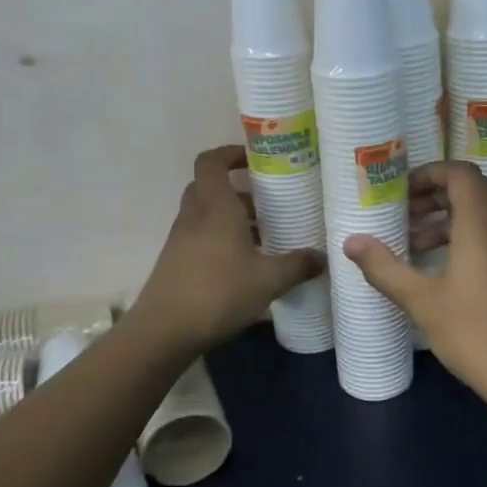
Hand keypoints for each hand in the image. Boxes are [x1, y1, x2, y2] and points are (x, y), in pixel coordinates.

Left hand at [128, 146, 323, 353]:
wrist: (164, 332)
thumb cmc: (218, 292)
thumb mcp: (268, 280)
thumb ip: (298, 265)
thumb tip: (322, 257)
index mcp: (215, 207)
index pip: (212, 162)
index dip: (231, 154)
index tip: (256, 160)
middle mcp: (194, 217)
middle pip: (210, 188)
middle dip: (238, 191)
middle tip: (267, 202)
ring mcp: (181, 241)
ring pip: (206, 215)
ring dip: (232, 219)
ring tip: (265, 237)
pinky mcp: (176, 263)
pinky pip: (202, 239)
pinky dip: (223, 241)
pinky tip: (246, 265)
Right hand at [343, 161, 486, 408]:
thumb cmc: (475, 334)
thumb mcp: (422, 302)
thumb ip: (385, 268)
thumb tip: (351, 242)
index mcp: (482, 226)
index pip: (460, 174)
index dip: (429, 174)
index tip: (400, 193)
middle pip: (472, 190)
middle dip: (435, 195)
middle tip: (403, 216)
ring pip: (483, 214)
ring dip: (448, 219)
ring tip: (414, 246)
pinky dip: (465, 238)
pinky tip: (441, 271)